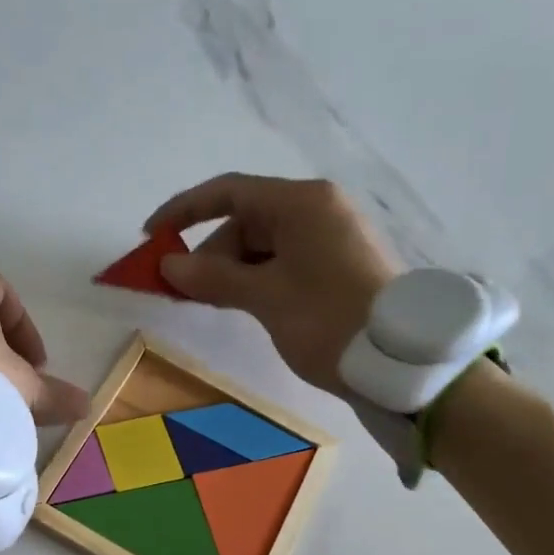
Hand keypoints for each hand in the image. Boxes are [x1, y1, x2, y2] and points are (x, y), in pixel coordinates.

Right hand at [147, 174, 399, 394]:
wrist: (402, 363)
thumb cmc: (329, 320)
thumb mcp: (266, 298)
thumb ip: (214, 277)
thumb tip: (169, 265)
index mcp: (302, 203)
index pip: (229, 192)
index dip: (184, 211)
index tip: (151, 236)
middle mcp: (318, 210)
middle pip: (246, 221)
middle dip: (211, 253)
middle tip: (184, 292)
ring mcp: (331, 237)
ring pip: (265, 246)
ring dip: (233, 272)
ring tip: (214, 304)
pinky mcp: (339, 266)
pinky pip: (284, 262)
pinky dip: (258, 280)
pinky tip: (244, 305)